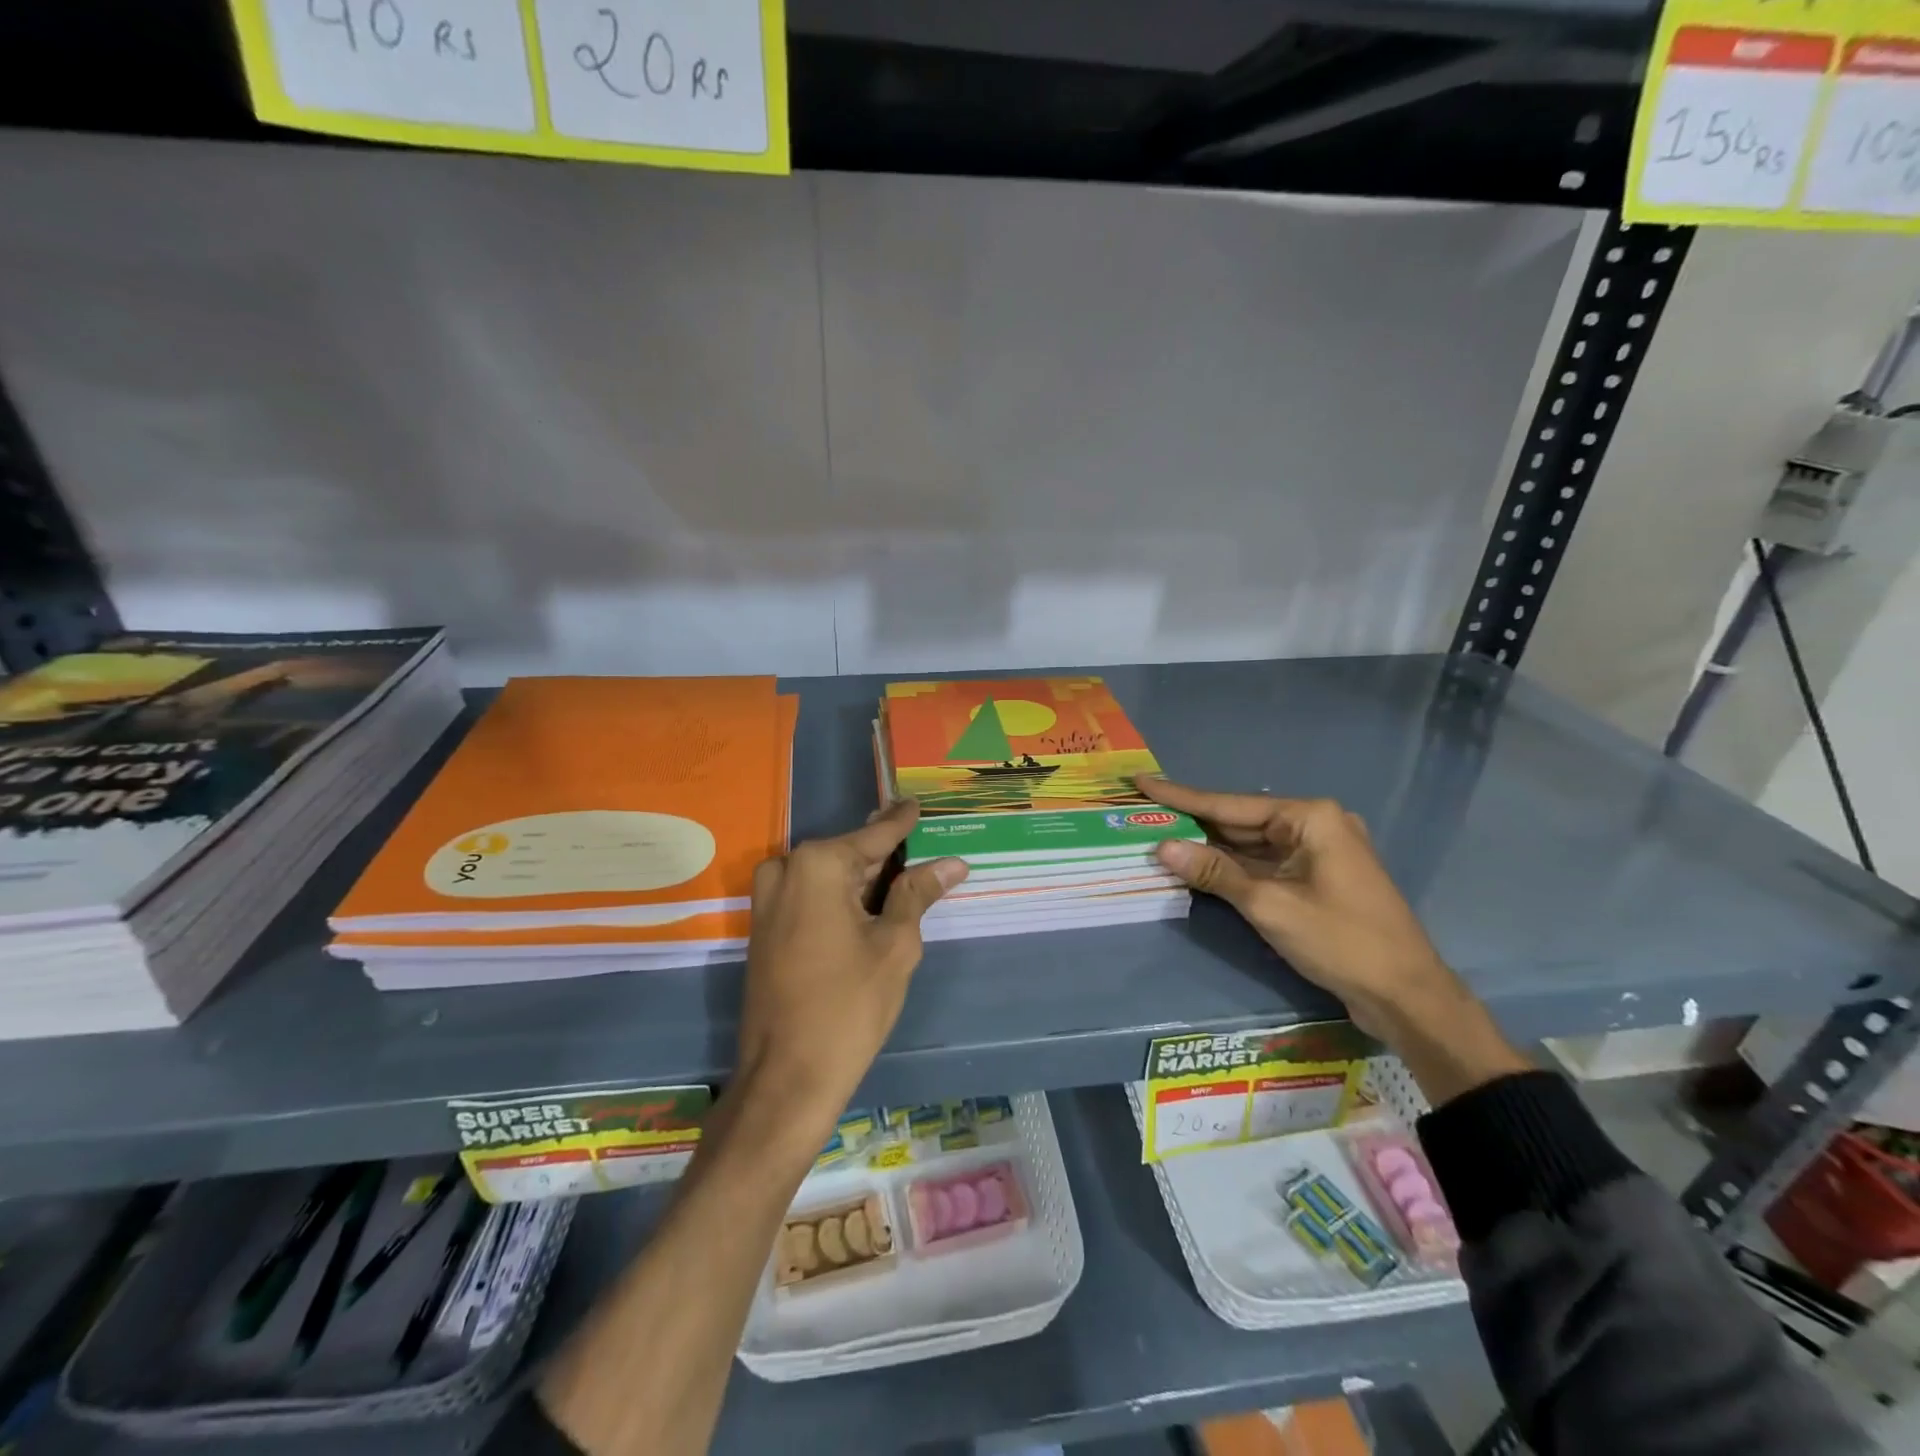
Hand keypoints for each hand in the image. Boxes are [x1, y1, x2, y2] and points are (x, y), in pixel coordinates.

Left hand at [738, 799, 967, 1121]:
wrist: (786, 1077)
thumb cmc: (848, 1006)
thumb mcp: (895, 945)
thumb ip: (918, 894)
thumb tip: (952, 861)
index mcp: (818, 864)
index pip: (875, 834)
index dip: (902, 821)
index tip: (918, 803)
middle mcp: (786, 869)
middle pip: (850, 854)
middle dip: (886, 855)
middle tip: (921, 847)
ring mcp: (768, 899)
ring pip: (828, 875)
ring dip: (864, 879)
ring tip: (906, 879)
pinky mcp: (764, 927)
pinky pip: (809, 896)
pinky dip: (841, 897)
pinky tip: (872, 906)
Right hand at [1137, 777, 1460, 1039]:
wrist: (1407, 996)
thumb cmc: (1341, 941)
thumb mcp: (1270, 906)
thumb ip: (1215, 872)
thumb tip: (1162, 847)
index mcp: (1309, 817)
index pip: (1229, 804)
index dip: (1180, 796)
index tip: (1142, 781)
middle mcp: (1314, 824)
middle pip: (1239, 821)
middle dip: (1192, 822)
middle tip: (1143, 811)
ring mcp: (1317, 851)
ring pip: (1250, 844)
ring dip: (1209, 847)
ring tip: (1158, 835)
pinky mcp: (1316, 877)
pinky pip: (1265, 864)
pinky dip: (1232, 867)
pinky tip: (1197, 864)